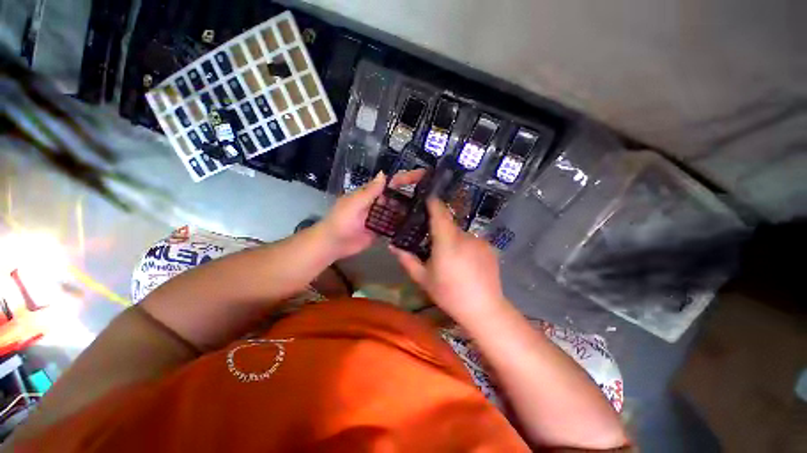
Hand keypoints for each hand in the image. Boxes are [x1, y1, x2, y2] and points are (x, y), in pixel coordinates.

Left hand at [320, 169, 425, 259]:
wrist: (333, 243)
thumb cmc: (341, 220)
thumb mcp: (354, 203)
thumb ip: (370, 191)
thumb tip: (384, 174)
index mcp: (371, 193)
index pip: (391, 182)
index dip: (406, 177)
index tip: (423, 174)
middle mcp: (378, 203)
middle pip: (398, 196)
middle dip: (413, 193)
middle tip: (432, 195)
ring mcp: (381, 217)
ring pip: (398, 210)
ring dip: (410, 209)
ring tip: (429, 210)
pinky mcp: (382, 230)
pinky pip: (395, 225)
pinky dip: (403, 224)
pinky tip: (417, 225)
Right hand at [390, 198, 509, 323]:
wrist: (484, 309)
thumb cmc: (449, 294)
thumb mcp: (424, 279)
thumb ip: (407, 260)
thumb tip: (393, 246)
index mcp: (447, 242)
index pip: (440, 213)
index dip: (433, 203)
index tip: (427, 198)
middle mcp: (465, 237)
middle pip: (449, 224)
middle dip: (440, 230)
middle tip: (433, 244)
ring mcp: (480, 241)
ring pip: (461, 234)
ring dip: (453, 241)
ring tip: (451, 259)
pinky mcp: (490, 248)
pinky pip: (472, 241)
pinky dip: (465, 247)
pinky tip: (466, 264)